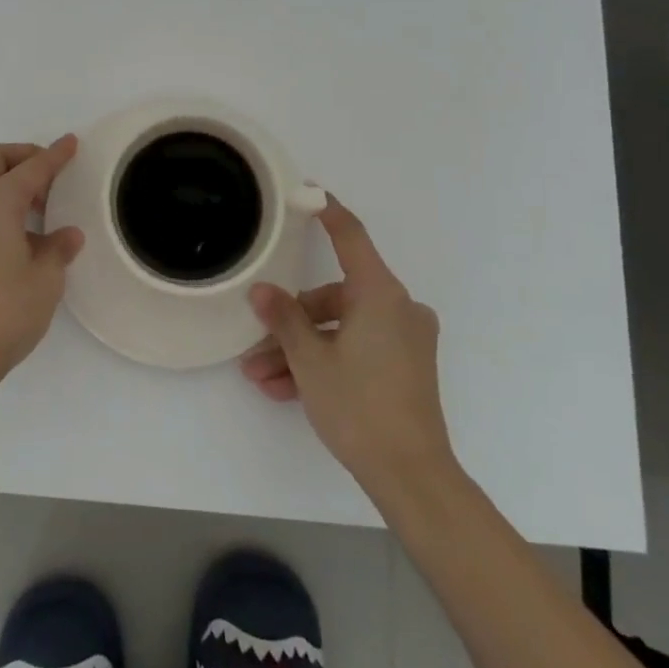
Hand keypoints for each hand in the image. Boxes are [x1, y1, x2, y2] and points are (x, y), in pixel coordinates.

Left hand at [0, 138, 84, 387]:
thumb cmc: (5, 310)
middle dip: (24, 157)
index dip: (55, 155)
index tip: (72, 143)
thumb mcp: (45, 278)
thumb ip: (58, 247)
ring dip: (9, 181)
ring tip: (41, 206)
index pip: (32, 168)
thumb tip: (66, 234)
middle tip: (52, 175)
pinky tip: (21, 231)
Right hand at [239, 197, 459, 503]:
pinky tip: (287, 390)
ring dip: (301, 350)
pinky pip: (357, 349)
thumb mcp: (310, 360)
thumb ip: (284, 319)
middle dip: (292, 322)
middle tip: (256, 346)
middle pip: (334, 297)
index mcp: (380, 294)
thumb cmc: (360, 406)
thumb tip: (261, 290)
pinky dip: (325, 362)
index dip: (327, 211)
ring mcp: (404, 338)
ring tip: (262, 378)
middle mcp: (398, 307)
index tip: (306, 191)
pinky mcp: (405, 365)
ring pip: (341, 329)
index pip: (350, 236)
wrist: (412, 476)